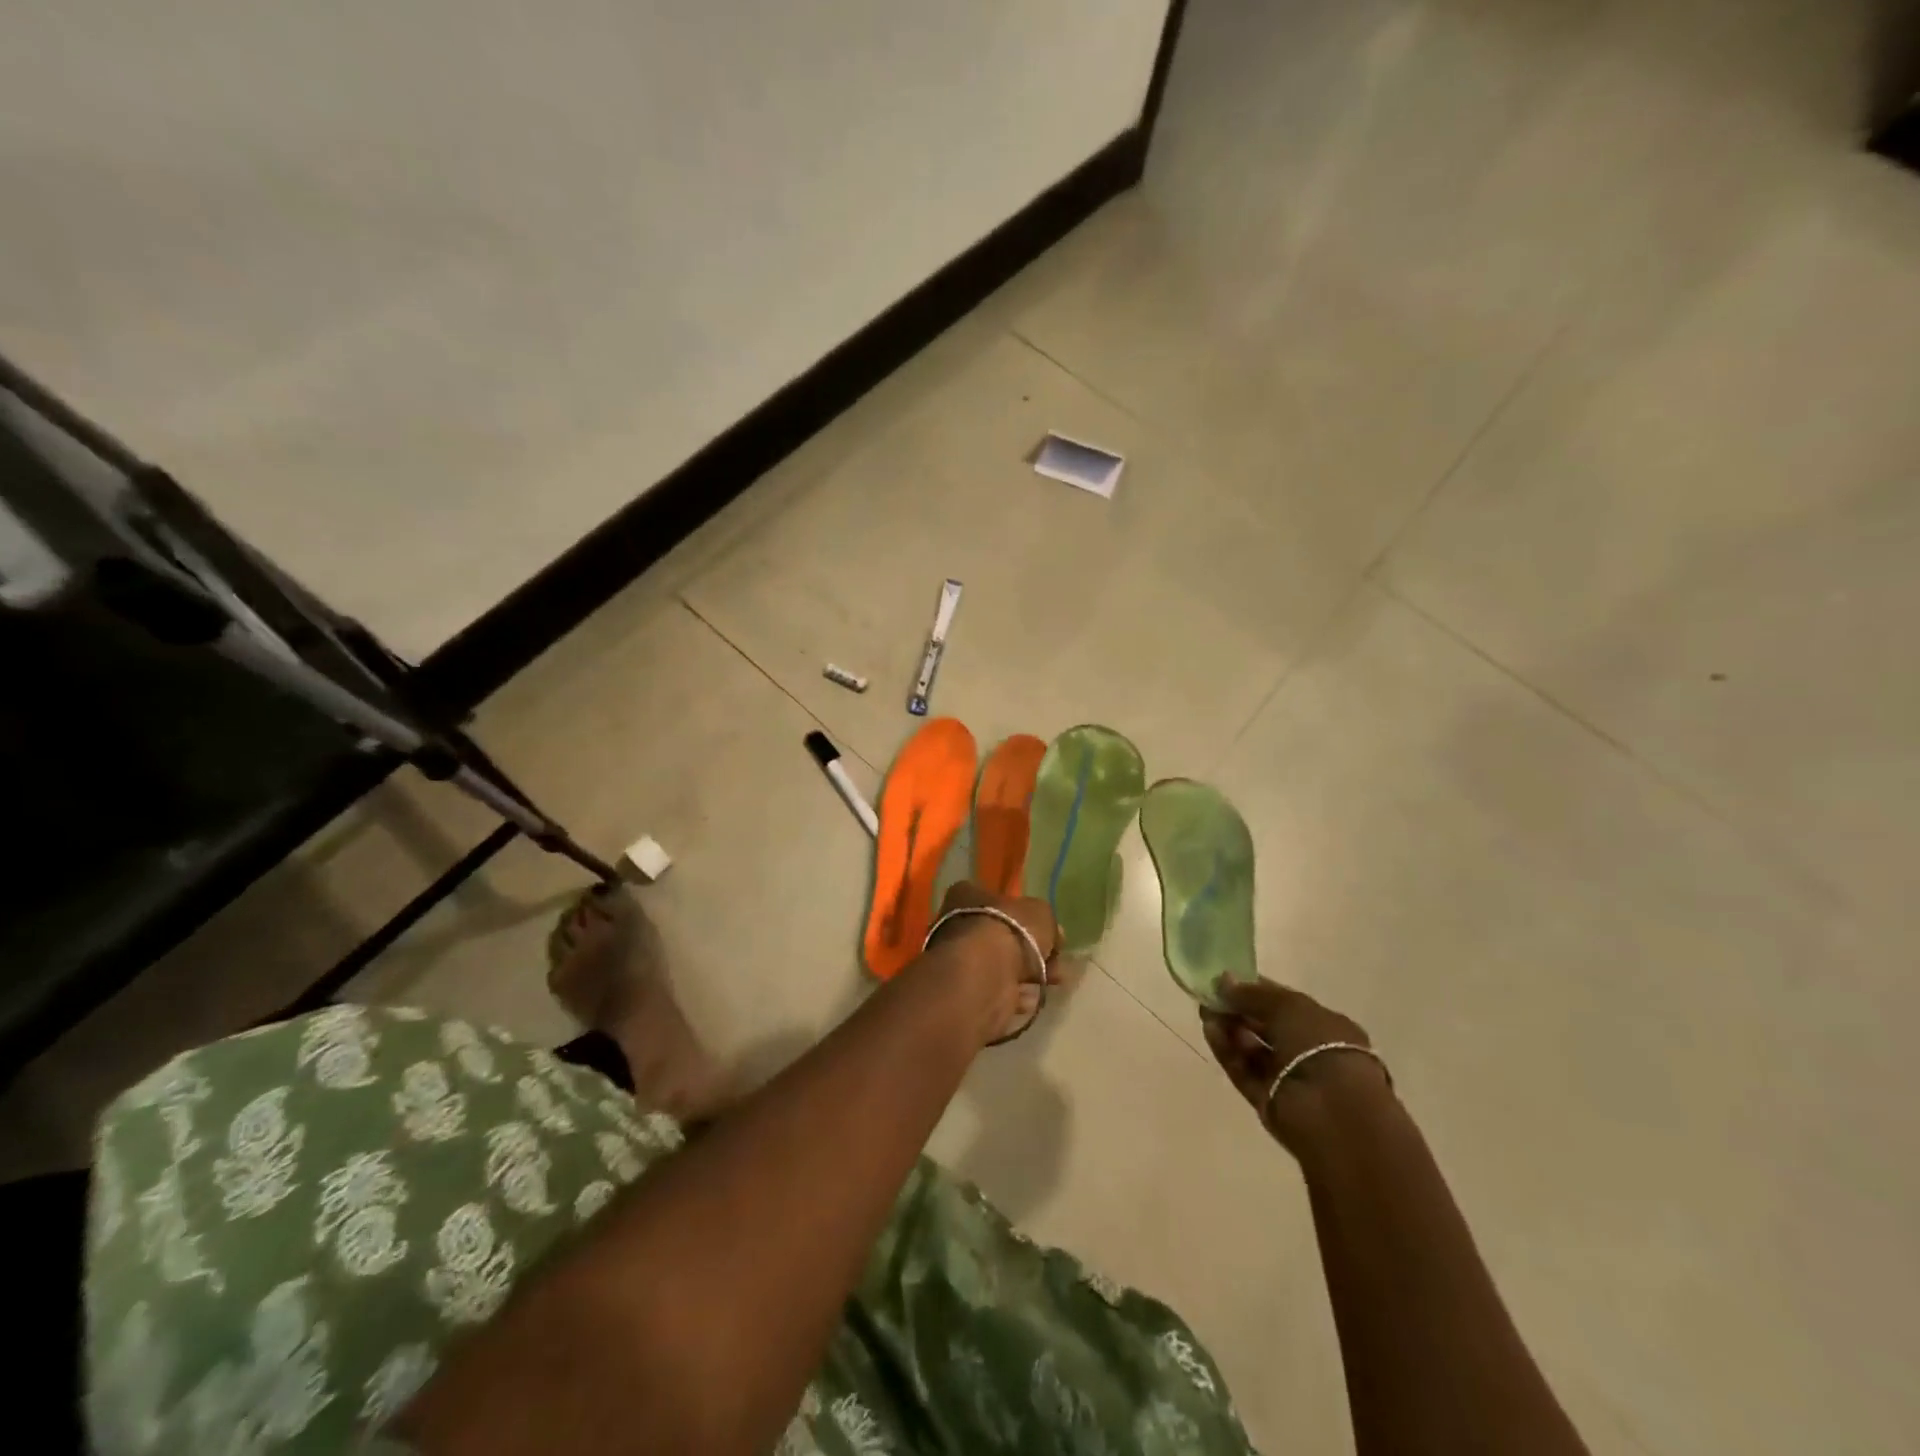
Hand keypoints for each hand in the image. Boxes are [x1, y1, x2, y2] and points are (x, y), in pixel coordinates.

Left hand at [926, 881, 1058, 1043]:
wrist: (986, 973)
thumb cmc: (1010, 929)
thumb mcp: (1040, 913)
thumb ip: (1047, 922)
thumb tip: (1053, 935)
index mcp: (968, 896)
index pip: (998, 902)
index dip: (1025, 917)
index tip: (1048, 933)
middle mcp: (957, 925)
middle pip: (1002, 936)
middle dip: (1031, 952)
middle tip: (1056, 964)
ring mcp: (960, 960)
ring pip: (1002, 966)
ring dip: (1027, 976)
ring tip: (1051, 983)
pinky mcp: (966, 991)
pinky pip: (998, 990)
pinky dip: (1015, 995)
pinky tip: (1031, 999)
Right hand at [1201, 977, 1390, 1154]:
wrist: (1332, 1110)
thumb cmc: (1319, 1045)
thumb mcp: (1287, 1005)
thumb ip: (1251, 993)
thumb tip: (1222, 981)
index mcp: (1325, 1026)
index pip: (1284, 1004)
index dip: (1255, 990)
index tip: (1226, 981)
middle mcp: (1308, 1051)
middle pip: (1265, 1027)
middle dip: (1237, 1010)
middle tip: (1210, 996)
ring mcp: (1288, 1078)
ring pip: (1251, 1049)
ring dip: (1229, 1029)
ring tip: (1205, 1013)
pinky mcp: (1268, 1101)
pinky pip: (1243, 1070)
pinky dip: (1226, 1051)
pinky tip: (1209, 1031)